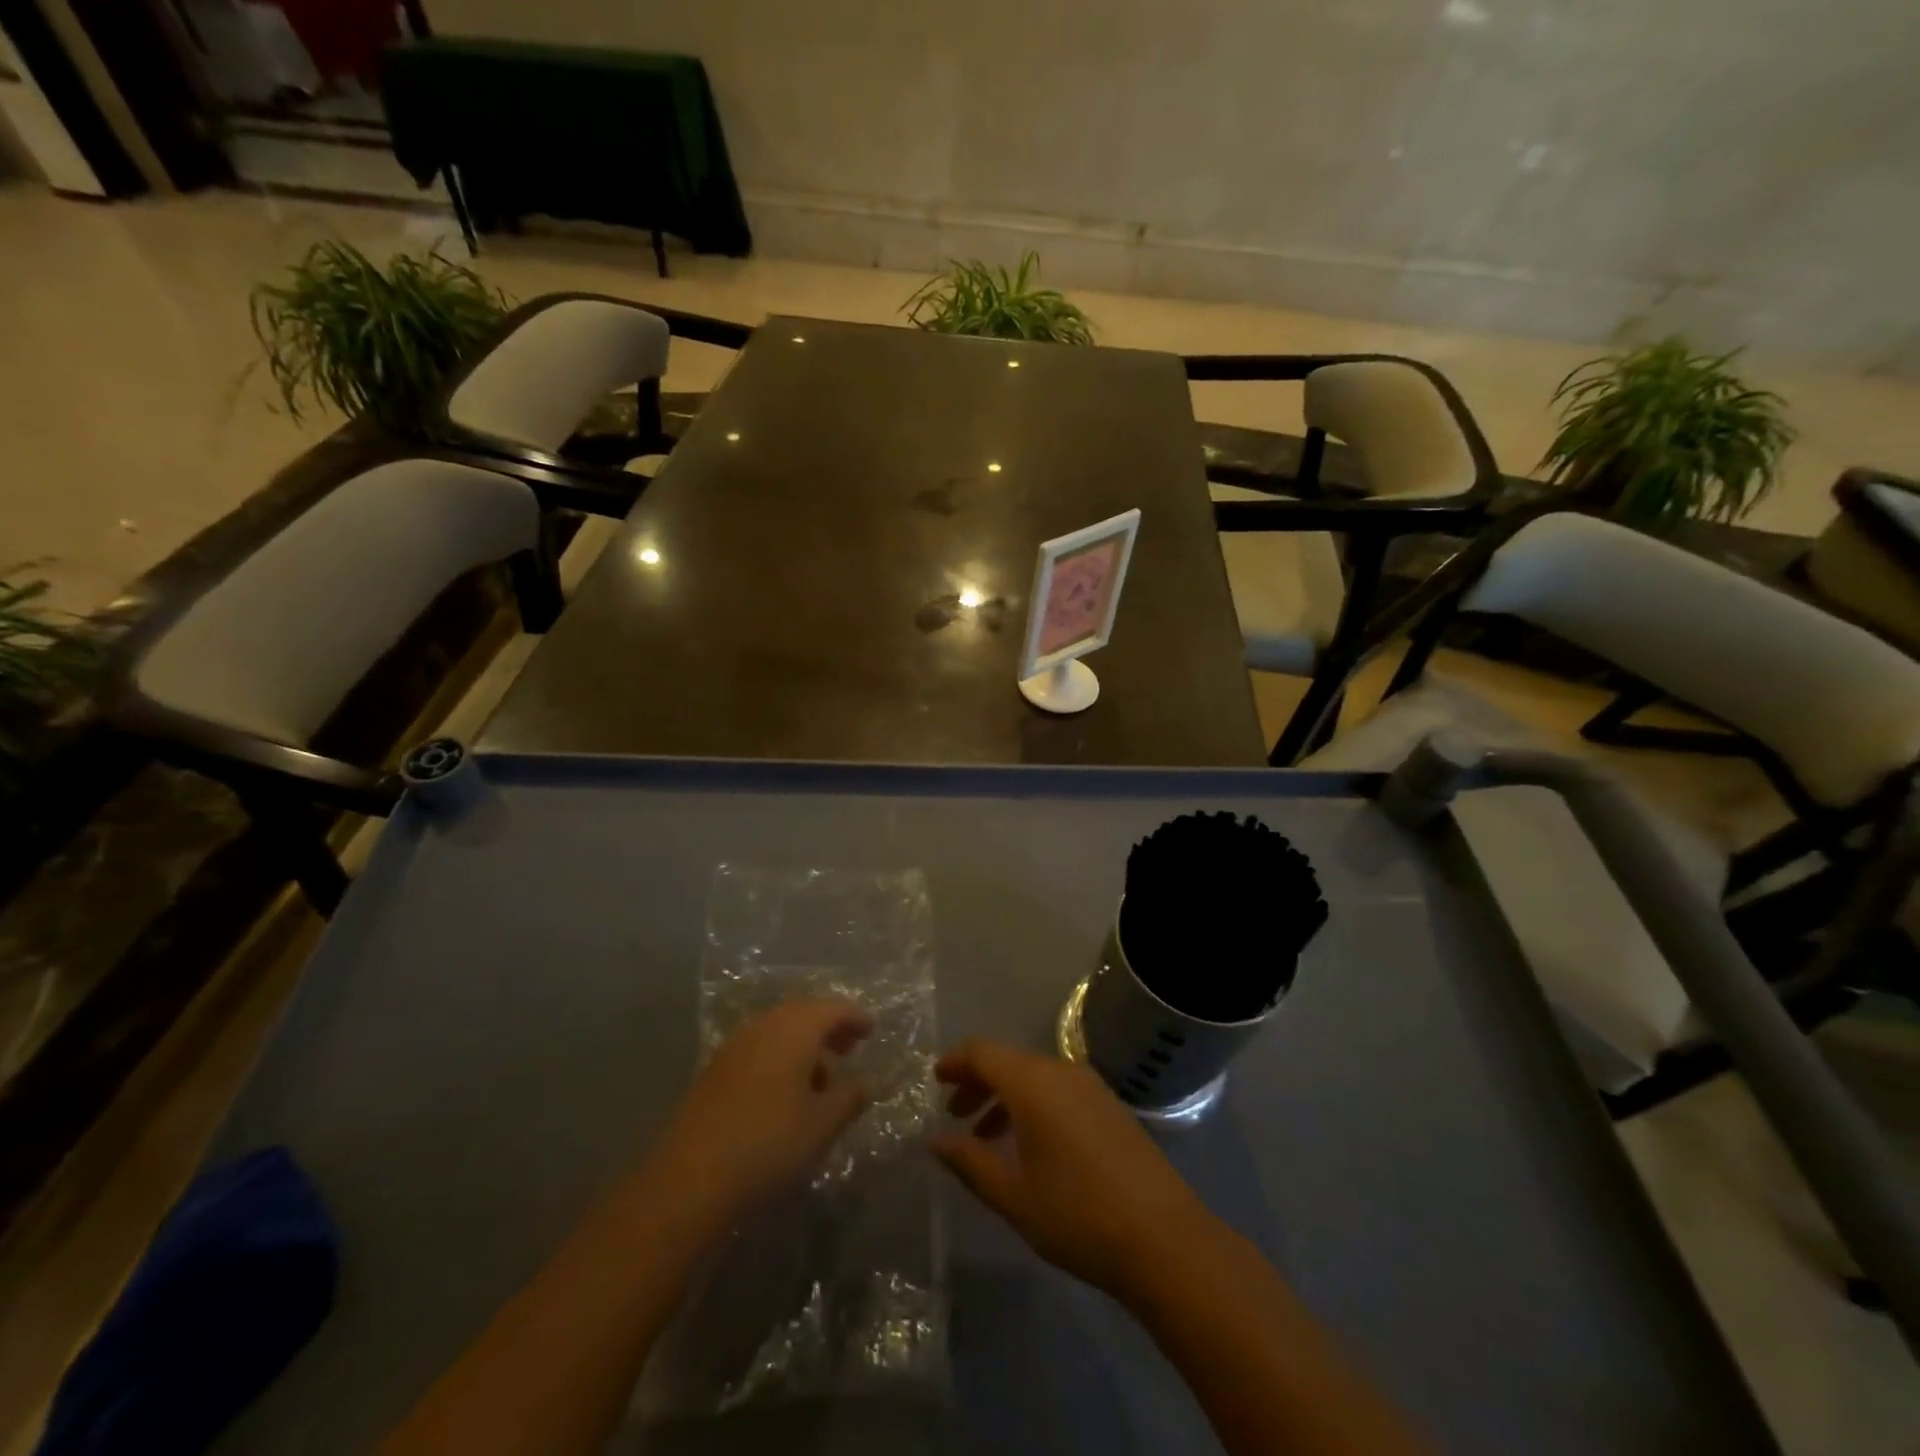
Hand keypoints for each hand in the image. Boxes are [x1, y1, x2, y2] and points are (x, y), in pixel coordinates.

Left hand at [642, 999, 872, 1233]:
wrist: (689, 1178)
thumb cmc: (768, 1144)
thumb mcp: (821, 1125)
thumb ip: (849, 1098)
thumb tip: (865, 1082)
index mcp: (794, 1029)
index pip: (832, 1009)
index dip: (855, 1017)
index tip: (871, 1029)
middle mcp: (764, 1026)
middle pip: (803, 1012)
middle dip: (829, 1026)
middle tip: (850, 1047)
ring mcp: (735, 1045)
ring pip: (779, 1029)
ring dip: (804, 1042)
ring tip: (822, 1075)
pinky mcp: (716, 1068)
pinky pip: (760, 1046)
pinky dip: (781, 1055)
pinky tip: (787, 1088)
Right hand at [932, 1039, 1213, 1298]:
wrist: (1164, 1238)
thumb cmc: (1078, 1215)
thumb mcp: (1013, 1195)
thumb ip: (969, 1162)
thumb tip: (934, 1140)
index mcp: (1033, 1083)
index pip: (983, 1052)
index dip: (955, 1061)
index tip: (935, 1080)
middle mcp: (1061, 1071)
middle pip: (1008, 1060)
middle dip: (977, 1081)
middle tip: (954, 1113)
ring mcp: (1090, 1086)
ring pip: (1034, 1076)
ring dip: (1004, 1096)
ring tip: (984, 1135)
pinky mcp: (1110, 1105)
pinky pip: (1058, 1089)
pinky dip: (1032, 1104)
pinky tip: (1028, 1145)